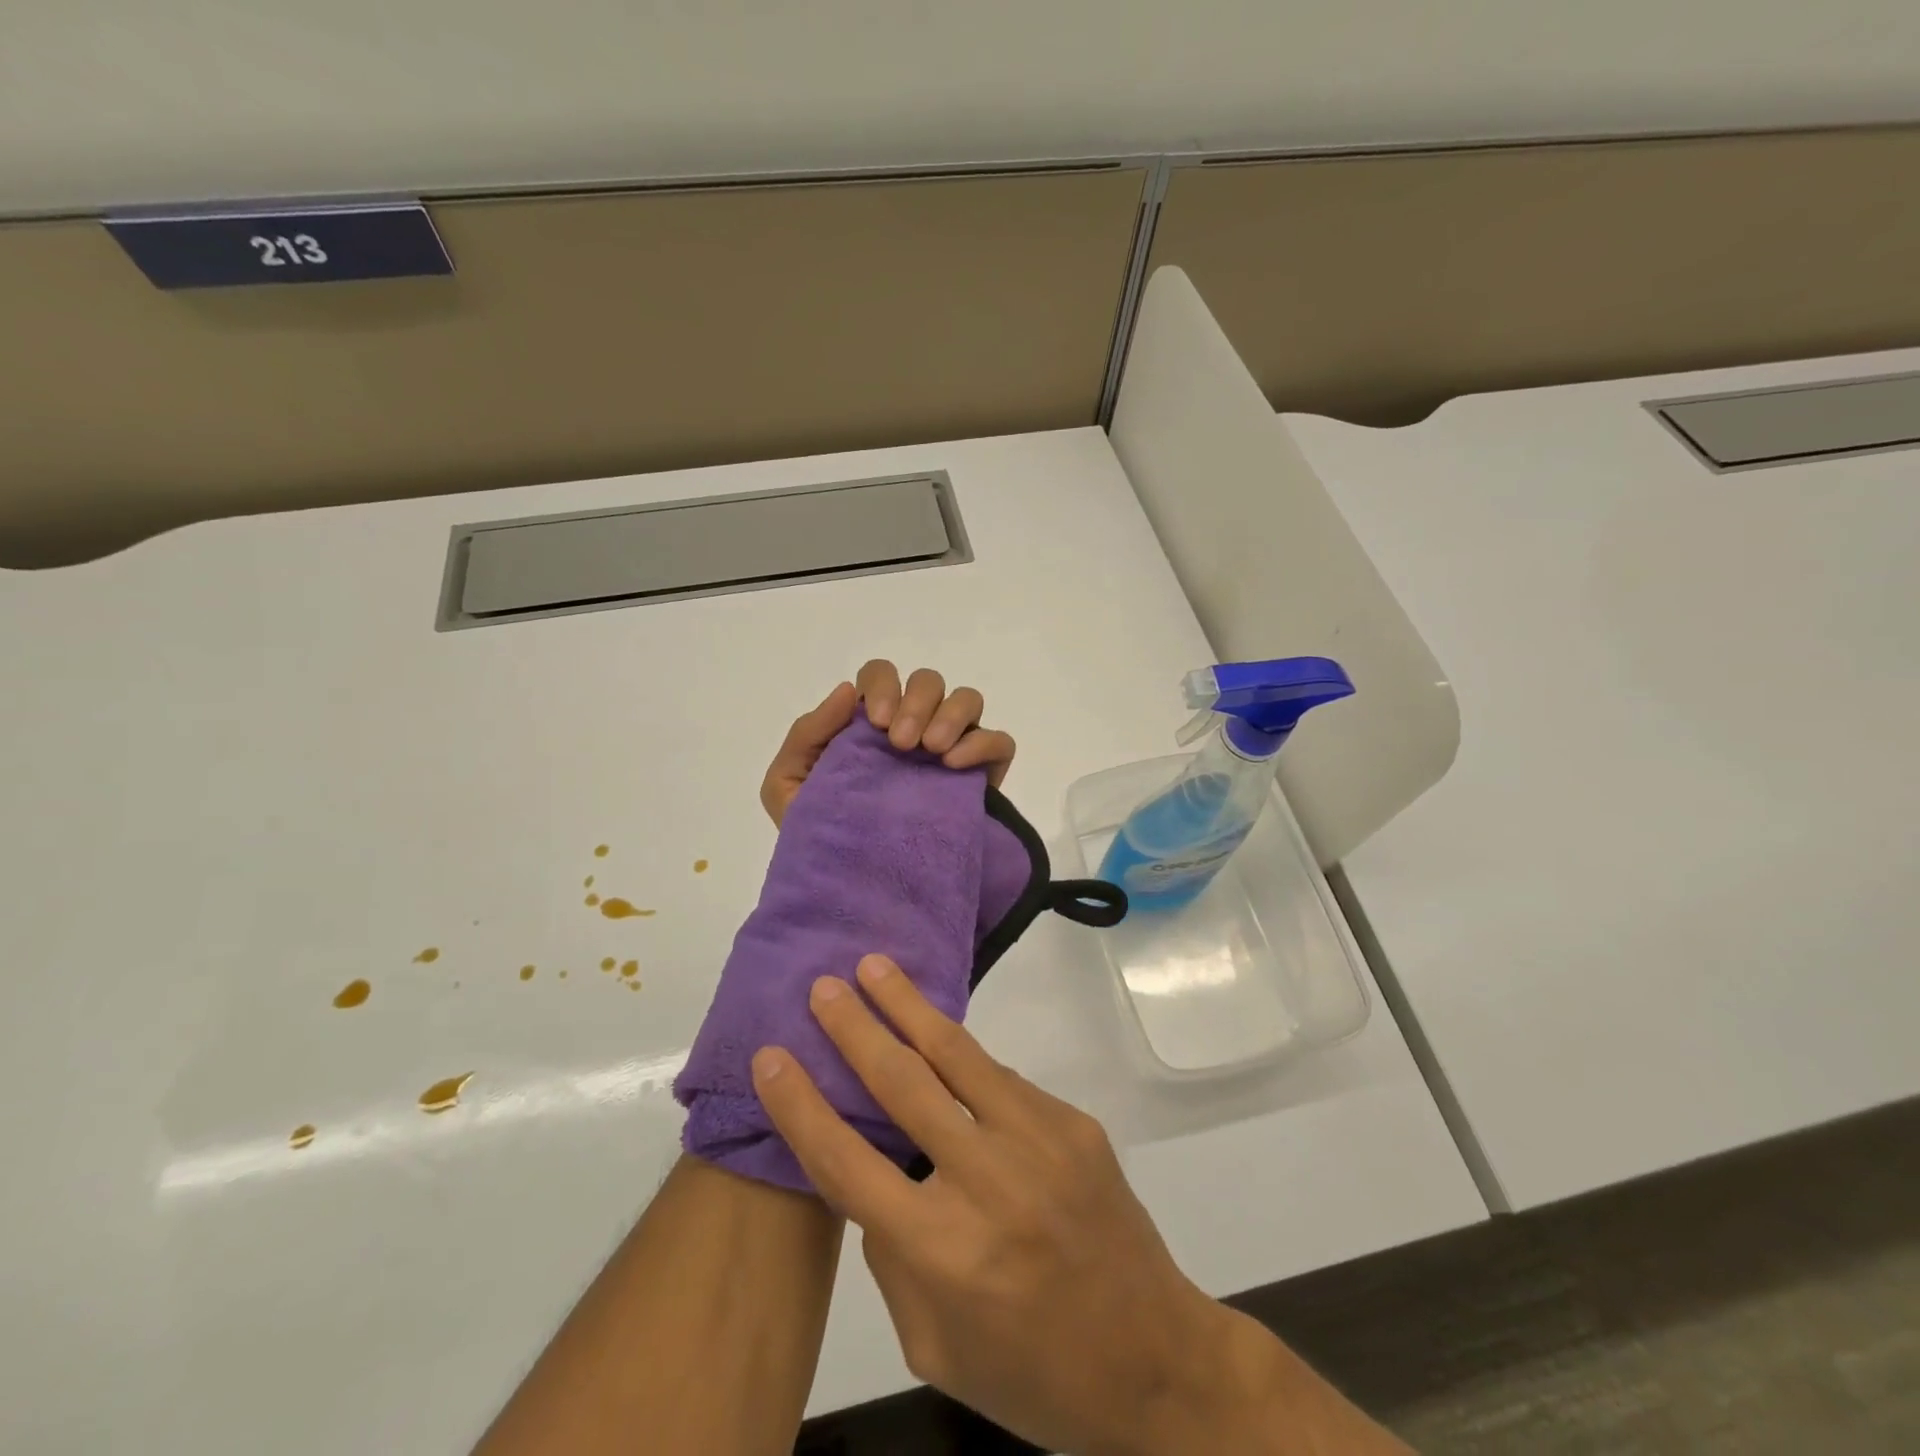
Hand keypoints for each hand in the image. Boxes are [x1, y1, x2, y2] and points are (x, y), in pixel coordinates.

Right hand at [751, 957, 1272, 1455]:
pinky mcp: (1072, 1121)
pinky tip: (938, 1039)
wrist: (1157, 1360)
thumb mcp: (937, 1345)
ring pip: (957, 1055)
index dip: (802, 1107)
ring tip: (877, 967)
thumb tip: (875, 1177)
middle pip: (903, 1085)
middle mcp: (987, 1181)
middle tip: (825, 986)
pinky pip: (1001, 1080)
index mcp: (942, 1251)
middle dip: (856, 1029)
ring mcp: (1038, 1141)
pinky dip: (962, 1057)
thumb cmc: (1033, 1372)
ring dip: (909, 1006)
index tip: (772, 1057)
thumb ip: (895, 1260)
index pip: (848, 1163)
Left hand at [758, 661, 1016, 827]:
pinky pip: (999, 742)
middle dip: (917, 702)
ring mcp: (950, 750)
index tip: (878, 725)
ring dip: (951, 715)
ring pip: (968, 700)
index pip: (881, 676)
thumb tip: (848, 691)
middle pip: (928, 682)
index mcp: (869, 725)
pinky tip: (956, 765)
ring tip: (932, 751)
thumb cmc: (820, 835)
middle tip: (903, 745)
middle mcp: (913, 727)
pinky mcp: (981, 778)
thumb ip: (807, 735)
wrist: (856, 892)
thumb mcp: (788, 786)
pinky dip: (983, 743)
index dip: (883, 686)